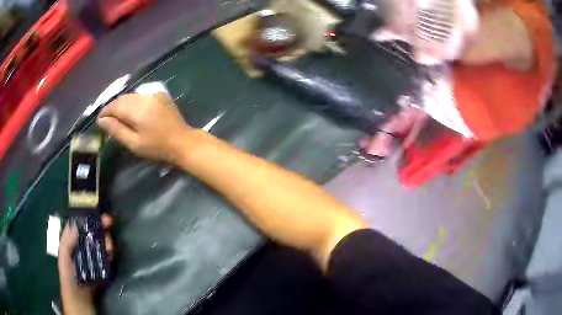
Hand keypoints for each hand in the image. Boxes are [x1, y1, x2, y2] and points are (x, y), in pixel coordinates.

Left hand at [58, 214, 114, 280]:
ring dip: (106, 239)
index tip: (95, 212)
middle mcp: (84, 245)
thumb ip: (67, 241)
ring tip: (109, 240)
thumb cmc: (68, 274)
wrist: (80, 296)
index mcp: (74, 240)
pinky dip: (110, 251)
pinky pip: (107, 256)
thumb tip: (75, 224)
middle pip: (93, 232)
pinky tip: (111, 251)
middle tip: (109, 221)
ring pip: (102, 243)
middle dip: (101, 225)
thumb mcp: (64, 256)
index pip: (81, 225)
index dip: (88, 217)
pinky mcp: (102, 266)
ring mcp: (94, 256)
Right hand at [97, 93, 189, 161]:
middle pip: (122, 99)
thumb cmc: (156, 147)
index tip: (99, 121)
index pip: (114, 105)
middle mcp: (144, 96)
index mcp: (137, 109)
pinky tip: (133, 113)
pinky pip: (141, 96)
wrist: (182, 142)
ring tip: (119, 118)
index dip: (105, 112)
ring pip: (131, 96)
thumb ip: (116, 130)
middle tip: (108, 121)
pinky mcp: (160, 94)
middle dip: (113, 108)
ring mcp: (154, 94)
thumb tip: (101, 120)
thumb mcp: (133, 143)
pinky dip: (133, 102)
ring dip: (122, 105)